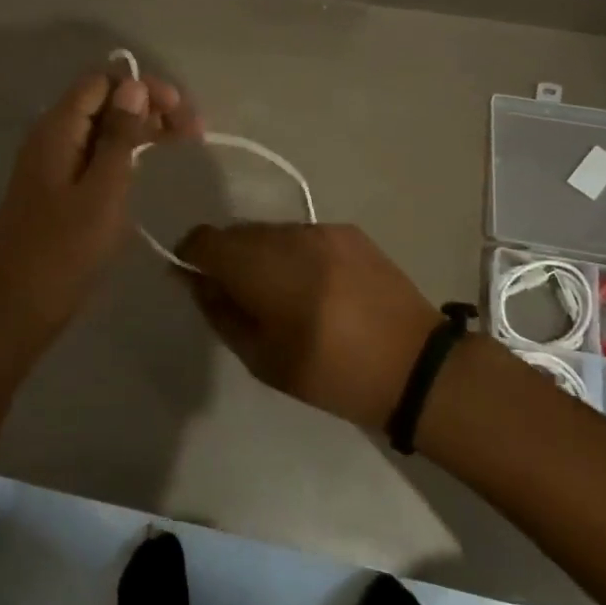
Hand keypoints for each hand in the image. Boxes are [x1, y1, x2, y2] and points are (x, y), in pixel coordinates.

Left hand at [0, 66, 199, 344]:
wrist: (20, 307)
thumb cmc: (65, 250)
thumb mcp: (103, 191)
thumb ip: (119, 136)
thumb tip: (133, 86)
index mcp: (56, 130)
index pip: (101, 82)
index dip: (142, 87)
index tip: (179, 110)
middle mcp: (50, 136)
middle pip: (102, 101)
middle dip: (147, 105)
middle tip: (191, 129)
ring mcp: (52, 162)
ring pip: (101, 128)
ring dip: (140, 127)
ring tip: (182, 140)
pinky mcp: (57, 186)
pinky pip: (93, 153)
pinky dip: (123, 151)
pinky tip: (147, 161)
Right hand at [175, 223, 442, 428]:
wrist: (415, 365)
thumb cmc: (333, 375)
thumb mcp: (263, 359)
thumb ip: (221, 313)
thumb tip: (193, 281)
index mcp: (265, 269)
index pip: (205, 240)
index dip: (190, 256)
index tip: (194, 281)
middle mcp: (290, 236)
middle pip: (236, 232)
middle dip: (226, 258)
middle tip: (239, 297)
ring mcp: (321, 229)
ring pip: (269, 231)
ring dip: (260, 254)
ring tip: (280, 293)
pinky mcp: (348, 231)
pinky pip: (301, 234)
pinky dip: (293, 253)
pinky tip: (314, 285)